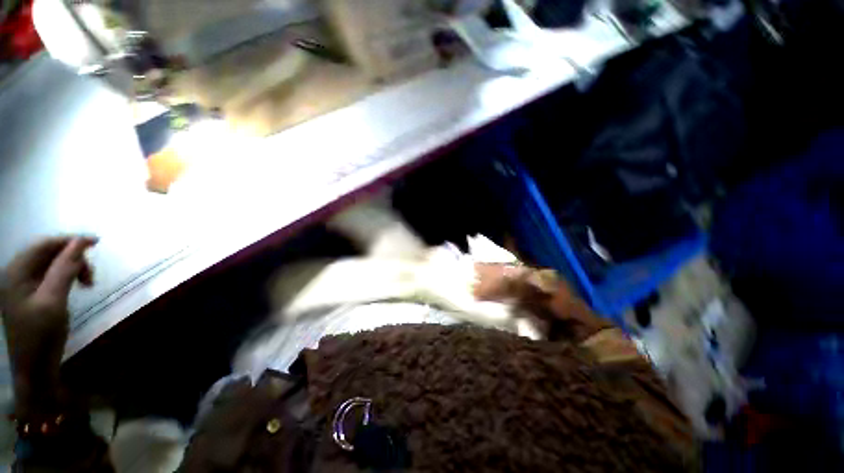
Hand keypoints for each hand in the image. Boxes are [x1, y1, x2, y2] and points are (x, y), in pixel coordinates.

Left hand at [1, 237, 96, 409]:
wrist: (34, 370)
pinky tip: (75, 287)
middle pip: (47, 253)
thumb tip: (81, 242)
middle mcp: (16, 274)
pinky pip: (49, 276)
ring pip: (50, 264)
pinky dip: (66, 277)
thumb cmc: (41, 336)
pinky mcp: (29, 295)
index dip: (70, 240)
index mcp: (16, 272)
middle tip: (92, 275)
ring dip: (71, 268)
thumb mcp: (54, 301)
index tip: (97, 243)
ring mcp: (22, 286)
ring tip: (87, 283)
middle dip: (72, 257)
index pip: (44, 245)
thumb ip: (65, 270)